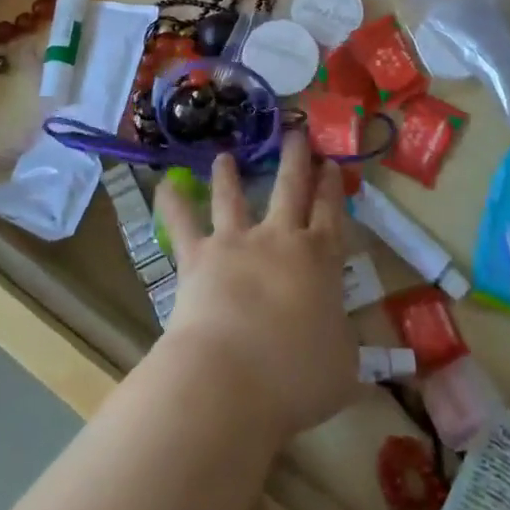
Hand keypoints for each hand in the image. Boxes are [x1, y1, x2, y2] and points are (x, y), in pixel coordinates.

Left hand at [154, 131, 358, 444]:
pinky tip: (164, 185)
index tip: (330, 164)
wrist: (233, 377)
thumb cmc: (297, 376)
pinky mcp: (198, 256)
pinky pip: (182, 223)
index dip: (332, 187)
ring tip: (225, 155)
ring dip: (230, 174)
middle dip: (296, 158)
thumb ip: (345, 343)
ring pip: (234, 197)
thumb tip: (344, 338)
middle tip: (295, 133)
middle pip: (291, 188)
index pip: (331, 213)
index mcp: (321, 260)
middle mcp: (280, 239)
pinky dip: (172, 203)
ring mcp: (236, 242)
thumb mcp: (343, 367)